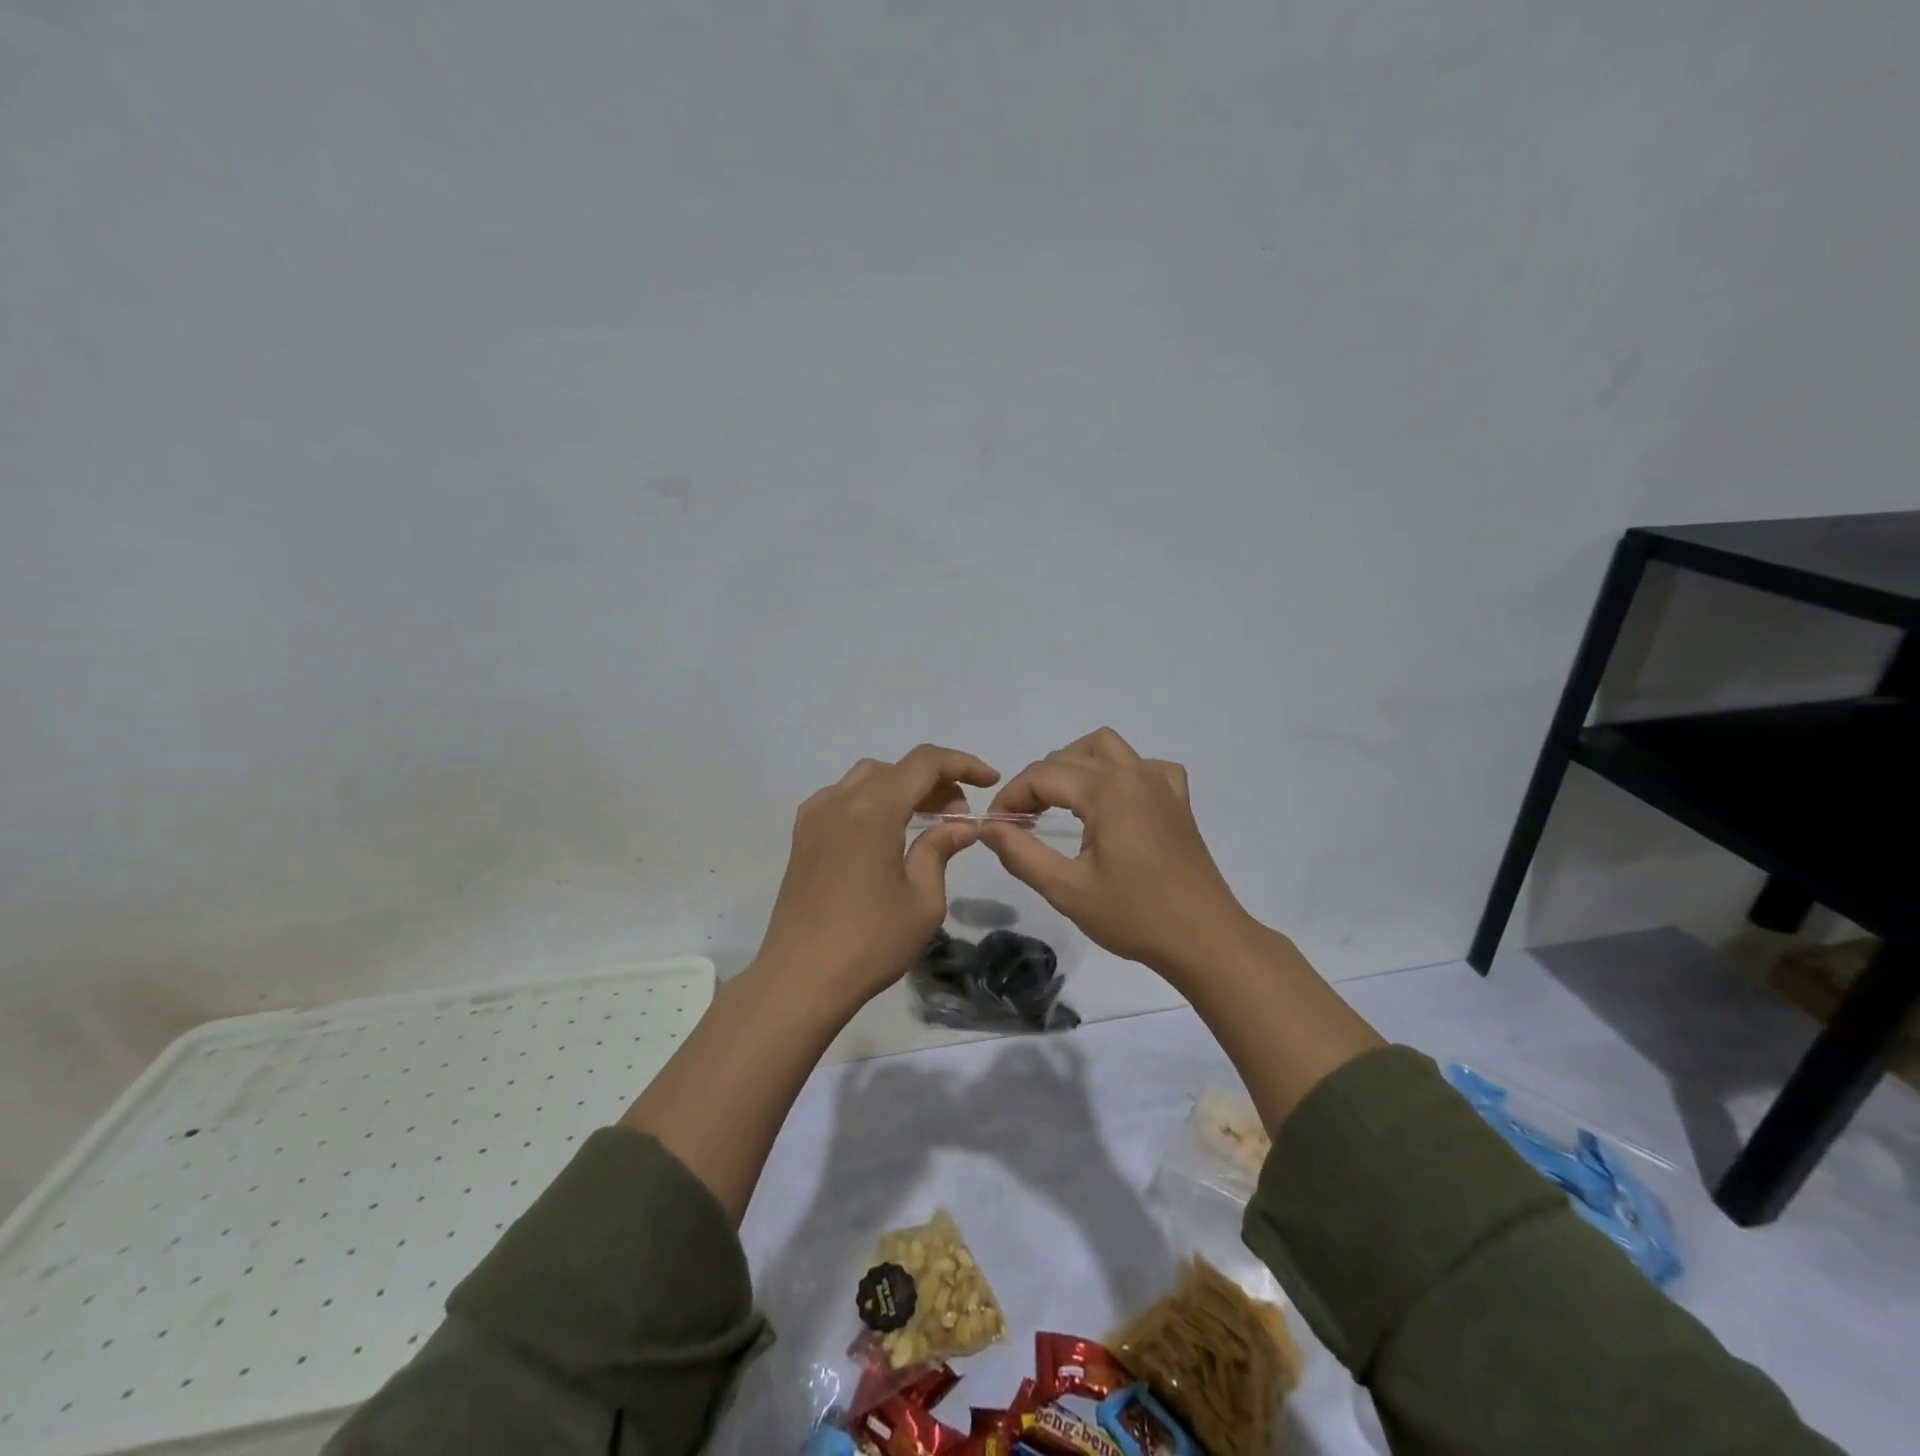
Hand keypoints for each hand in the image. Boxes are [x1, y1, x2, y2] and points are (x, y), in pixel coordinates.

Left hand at [756, 744, 1000, 1002]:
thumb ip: (940, 851)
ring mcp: (815, 817)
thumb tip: (961, 826)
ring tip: (925, 821)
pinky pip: (841, 798)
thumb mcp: (923, 900)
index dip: (962, 764)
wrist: (800, 979)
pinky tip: (885, 834)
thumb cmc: (870, 943)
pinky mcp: (802, 837)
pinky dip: (871, 801)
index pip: (924, 763)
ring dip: (902, 788)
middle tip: (958, 817)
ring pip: (866, 778)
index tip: (989, 782)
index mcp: (873, 810)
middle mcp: (840, 802)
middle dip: (934, 781)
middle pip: (895, 768)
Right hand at [979, 728, 1253, 981]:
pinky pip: (1145, 766)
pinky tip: (1114, 802)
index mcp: (1106, 791)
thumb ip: (1021, 853)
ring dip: (1074, 765)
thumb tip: (988, 828)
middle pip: (1068, 757)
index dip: (1011, 797)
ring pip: (1106, 748)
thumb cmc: (1135, 917)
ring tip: (1059, 802)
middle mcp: (1134, 774)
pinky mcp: (1178, 801)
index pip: (1042, 775)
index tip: (996, 826)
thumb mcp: (1067, 889)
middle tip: (1020, 823)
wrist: (1205, 940)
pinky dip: (1121, 772)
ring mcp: (1161, 783)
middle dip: (1036, 783)